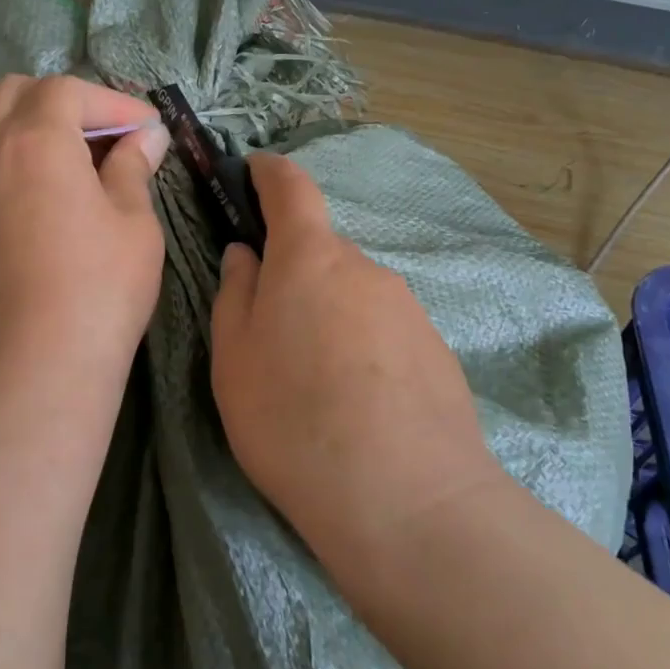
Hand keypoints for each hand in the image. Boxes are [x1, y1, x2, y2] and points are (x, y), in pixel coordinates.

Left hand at [0, 75, 168, 402]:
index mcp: (35, 141)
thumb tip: (146, 137)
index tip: (146, 129)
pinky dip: (17, 172)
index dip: (112, 102)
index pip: (68, 91)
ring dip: (35, 135)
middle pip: (15, 95)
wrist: (36, 367)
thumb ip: (134, 167)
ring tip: (79, 171)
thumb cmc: (100, 287)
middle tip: (104, 135)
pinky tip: (47, 211)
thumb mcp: (134, 222)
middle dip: (63, 103)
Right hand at [209, 153, 497, 568]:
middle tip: (269, 327)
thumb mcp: (234, 358)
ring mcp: (407, 306)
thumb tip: (246, 253)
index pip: (292, 187)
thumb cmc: (292, 418)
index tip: (253, 169)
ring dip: (327, 313)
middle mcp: (364, 267)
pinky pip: (383, 328)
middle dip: (293, 270)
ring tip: (311, 379)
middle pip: (321, 250)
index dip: (270, 172)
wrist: (406, 498)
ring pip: (352, 292)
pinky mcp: (435, 347)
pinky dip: (361, 345)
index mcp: (310, 257)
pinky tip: (354, 401)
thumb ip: (236, 293)